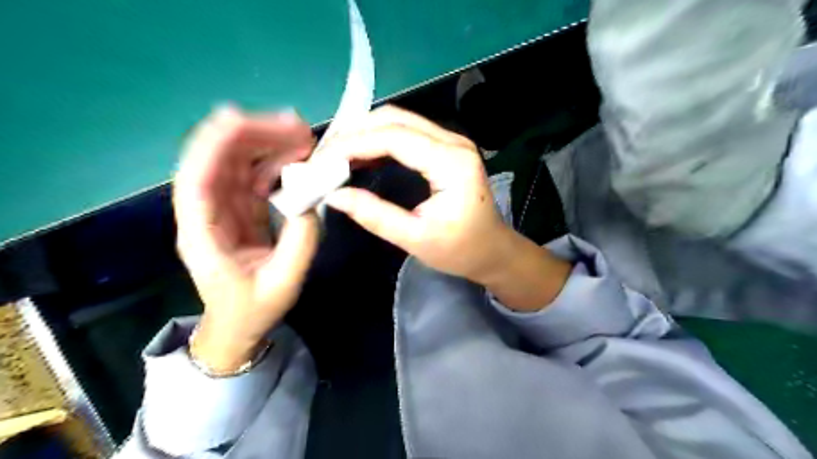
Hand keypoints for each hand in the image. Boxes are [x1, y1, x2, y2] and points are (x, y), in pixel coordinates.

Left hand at [173, 107, 317, 371]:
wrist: (239, 326)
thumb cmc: (253, 310)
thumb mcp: (283, 283)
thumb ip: (299, 244)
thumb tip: (310, 201)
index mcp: (203, 234)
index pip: (198, 180)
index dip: (215, 146)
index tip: (243, 119)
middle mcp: (207, 212)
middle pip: (219, 161)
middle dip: (253, 137)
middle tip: (297, 127)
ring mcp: (225, 208)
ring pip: (238, 164)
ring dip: (268, 144)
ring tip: (303, 137)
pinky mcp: (242, 209)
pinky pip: (255, 176)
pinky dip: (275, 162)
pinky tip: (297, 155)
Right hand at [320, 105, 516, 282]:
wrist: (493, 250)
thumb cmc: (460, 250)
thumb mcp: (415, 239)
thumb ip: (375, 215)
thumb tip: (334, 195)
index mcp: (452, 163)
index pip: (394, 138)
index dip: (354, 144)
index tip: (322, 160)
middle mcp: (453, 142)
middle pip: (395, 119)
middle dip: (355, 133)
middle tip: (324, 156)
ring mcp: (452, 142)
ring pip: (399, 121)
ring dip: (365, 133)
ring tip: (336, 155)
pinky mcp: (446, 148)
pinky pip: (407, 132)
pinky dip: (379, 139)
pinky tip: (360, 156)